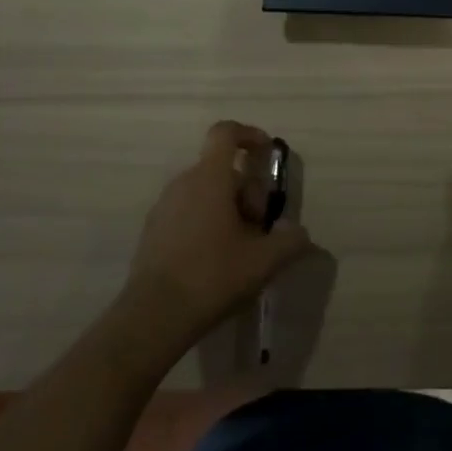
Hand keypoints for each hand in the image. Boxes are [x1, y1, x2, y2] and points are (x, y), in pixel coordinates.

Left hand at [117, 121, 310, 356]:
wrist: (152, 317)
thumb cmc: (212, 277)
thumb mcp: (264, 261)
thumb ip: (290, 240)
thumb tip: (299, 232)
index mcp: (210, 178)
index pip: (225, 132)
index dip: (249, 134)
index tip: (266, 153)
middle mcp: (183, 183)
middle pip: (222, 170)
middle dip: (246, 191)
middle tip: (258, 227)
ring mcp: (163, 207)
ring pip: (204, 192)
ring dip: (227, 209)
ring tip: (239, 248)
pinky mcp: (152, 231)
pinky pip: (186, 211)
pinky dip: (206, 223)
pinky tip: (214, 261)